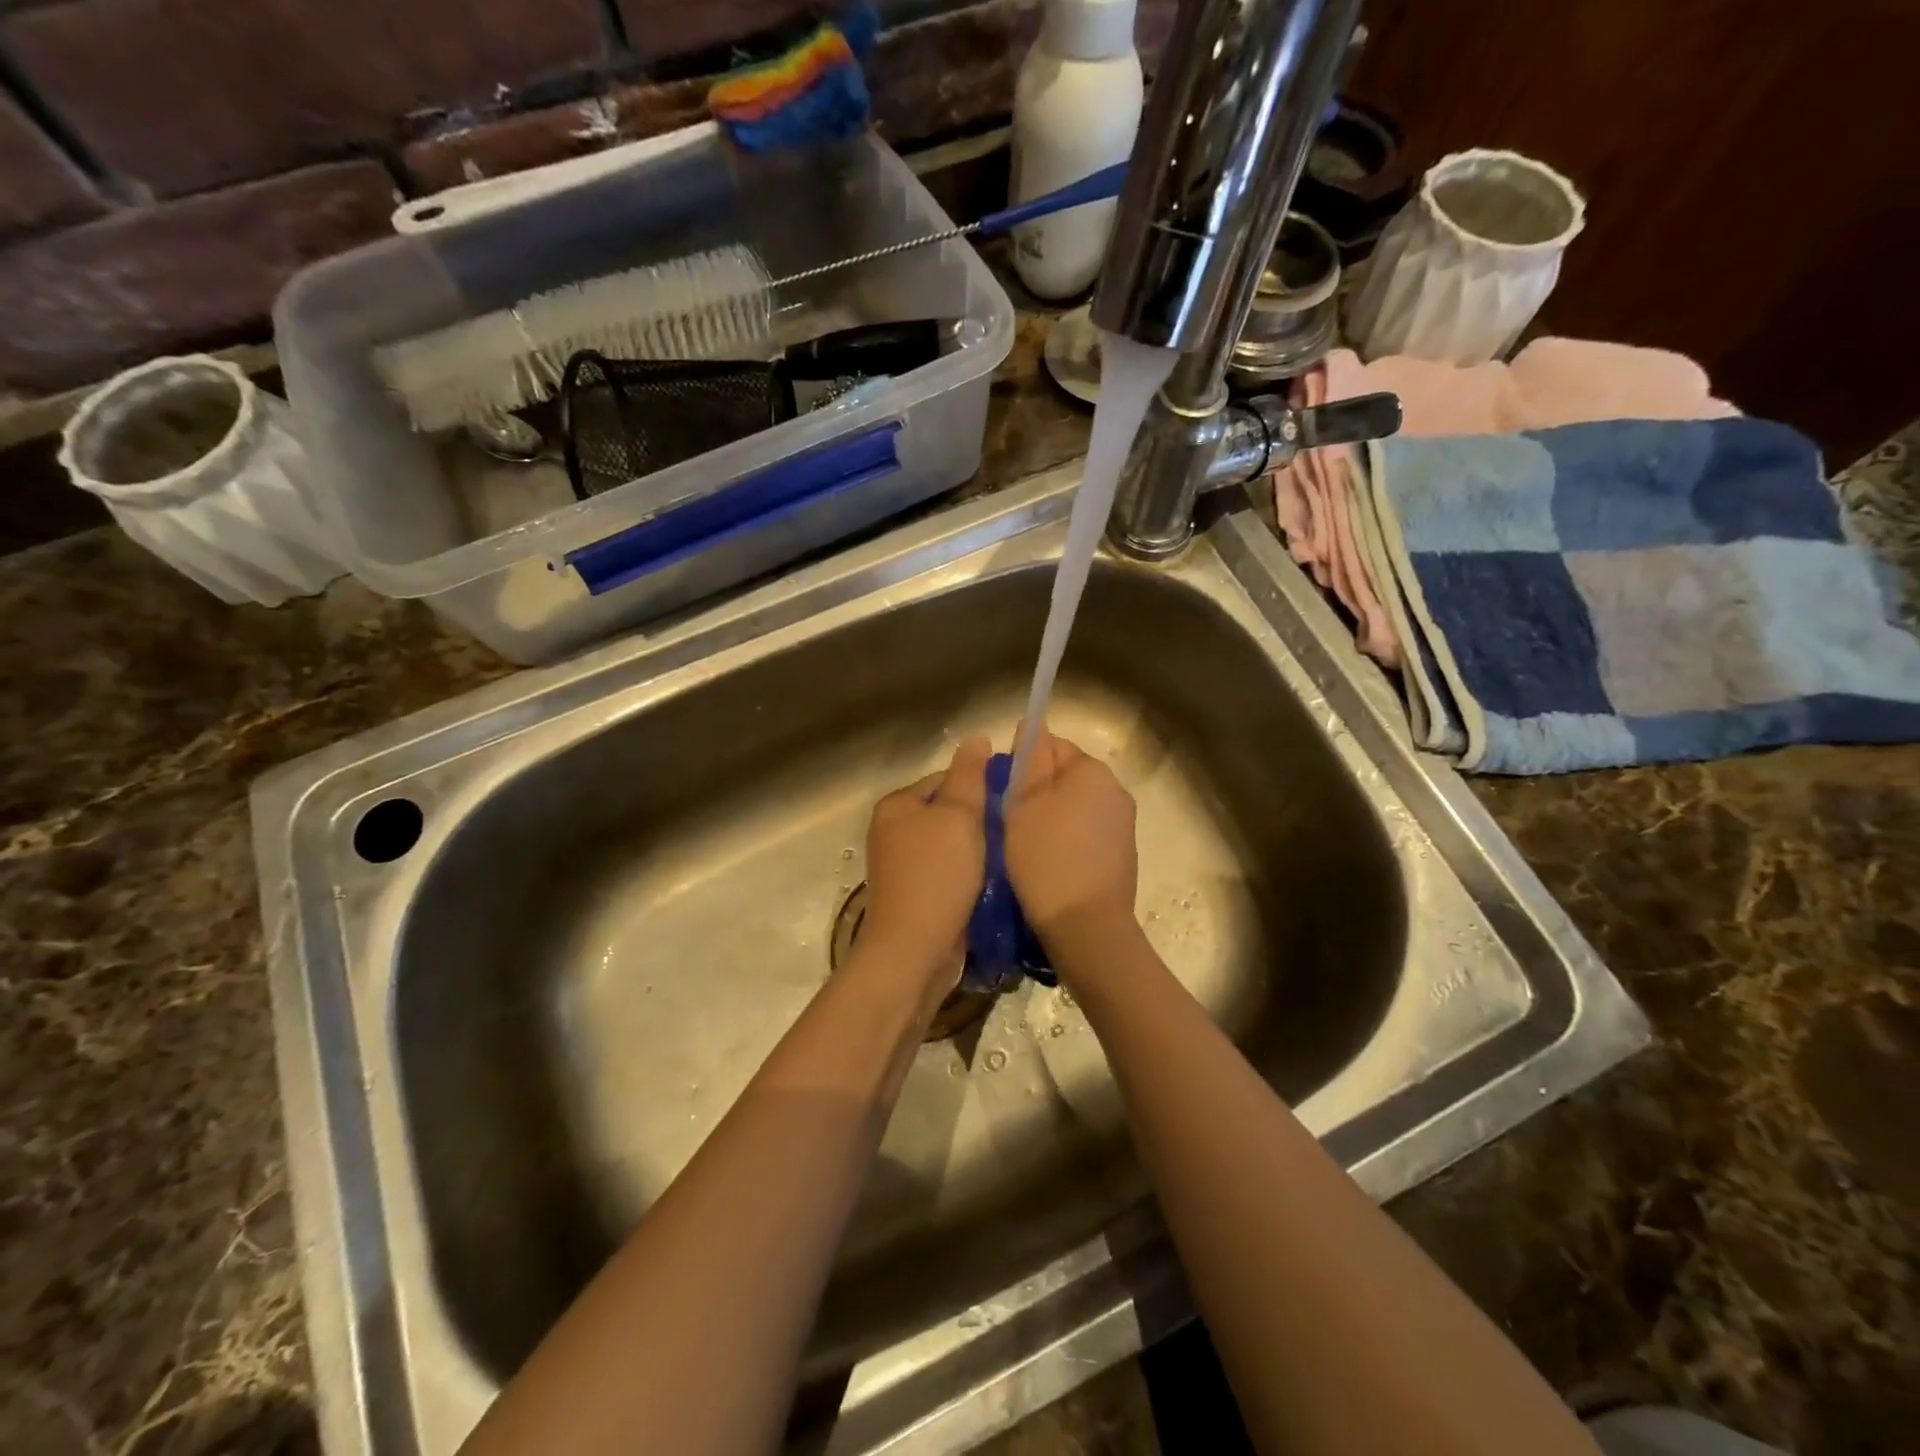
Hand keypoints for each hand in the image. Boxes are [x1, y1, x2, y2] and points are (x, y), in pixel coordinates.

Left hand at [860, 737, 991, 986]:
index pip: (945, 779)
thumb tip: (976, 737)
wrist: (914, 950)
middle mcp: (893, 831)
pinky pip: (949, 873)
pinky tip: (992, 883)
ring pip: (952, 844)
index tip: (1010, 803)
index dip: (980, 787)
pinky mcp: (916, 895)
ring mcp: (902, 866)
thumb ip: (969, 776)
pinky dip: (970, 875)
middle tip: (1013, 832)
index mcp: (897, 805)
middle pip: (949, 812)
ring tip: (1007, 857)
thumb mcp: (959, 816)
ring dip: (979, 851)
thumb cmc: (937, 875)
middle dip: (981, 821)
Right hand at [1004, 728, 1137, 947]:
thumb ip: (1028, 761)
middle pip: (1064, 777)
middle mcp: (1115, 791)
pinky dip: (1065, 843)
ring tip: (1024, 848)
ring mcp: (1122, 826)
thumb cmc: (1047, 859)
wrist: (1086, 929)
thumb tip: (1032, 725)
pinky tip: (1047, 866)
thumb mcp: (1024, 804)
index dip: (1022, 765)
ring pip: (1073, 808)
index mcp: (1093, 771)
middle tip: (1009, 823)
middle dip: (1036, 793)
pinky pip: (1085, 835)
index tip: (1003, 793)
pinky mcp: (1121, 856)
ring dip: (1049, 819)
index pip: (1051, 745)